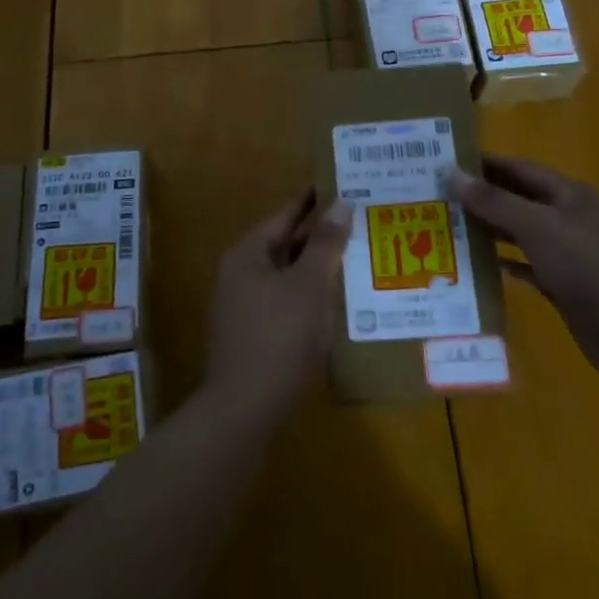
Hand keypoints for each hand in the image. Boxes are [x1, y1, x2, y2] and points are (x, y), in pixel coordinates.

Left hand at [202, 191, 354, 426]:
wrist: (243, 412)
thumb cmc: (278, 339)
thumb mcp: (308, 286)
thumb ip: (325, 244)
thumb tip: (341, 202)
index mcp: (248, 255)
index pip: (285, 215)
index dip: (313, 201)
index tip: (342, 185)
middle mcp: (239, 275)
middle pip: (285, 245)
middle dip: (320, 237)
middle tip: (359, 223)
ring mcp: (242, 308)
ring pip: (286, 277)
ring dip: (316, 269)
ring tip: (355, 260)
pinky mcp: (251, 337)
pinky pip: (284, 304)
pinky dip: (308, 298)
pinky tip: (335, 305)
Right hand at [445, 155, 598, 388]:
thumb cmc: (588, 267)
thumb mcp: (537, 226)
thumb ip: (493, 201)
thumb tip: (450, 172)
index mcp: (566, 194)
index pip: (516, 168)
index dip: (481, 163)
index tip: (442, 162)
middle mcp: (566, 217)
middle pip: (515, 200)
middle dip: (479, 198)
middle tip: (435, 198)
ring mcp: (566, 253)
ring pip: (519, 234)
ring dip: (487, 231)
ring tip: (446, 229)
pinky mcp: (564, 285)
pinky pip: (526, 267)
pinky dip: (503, 264)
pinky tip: (476, 267)